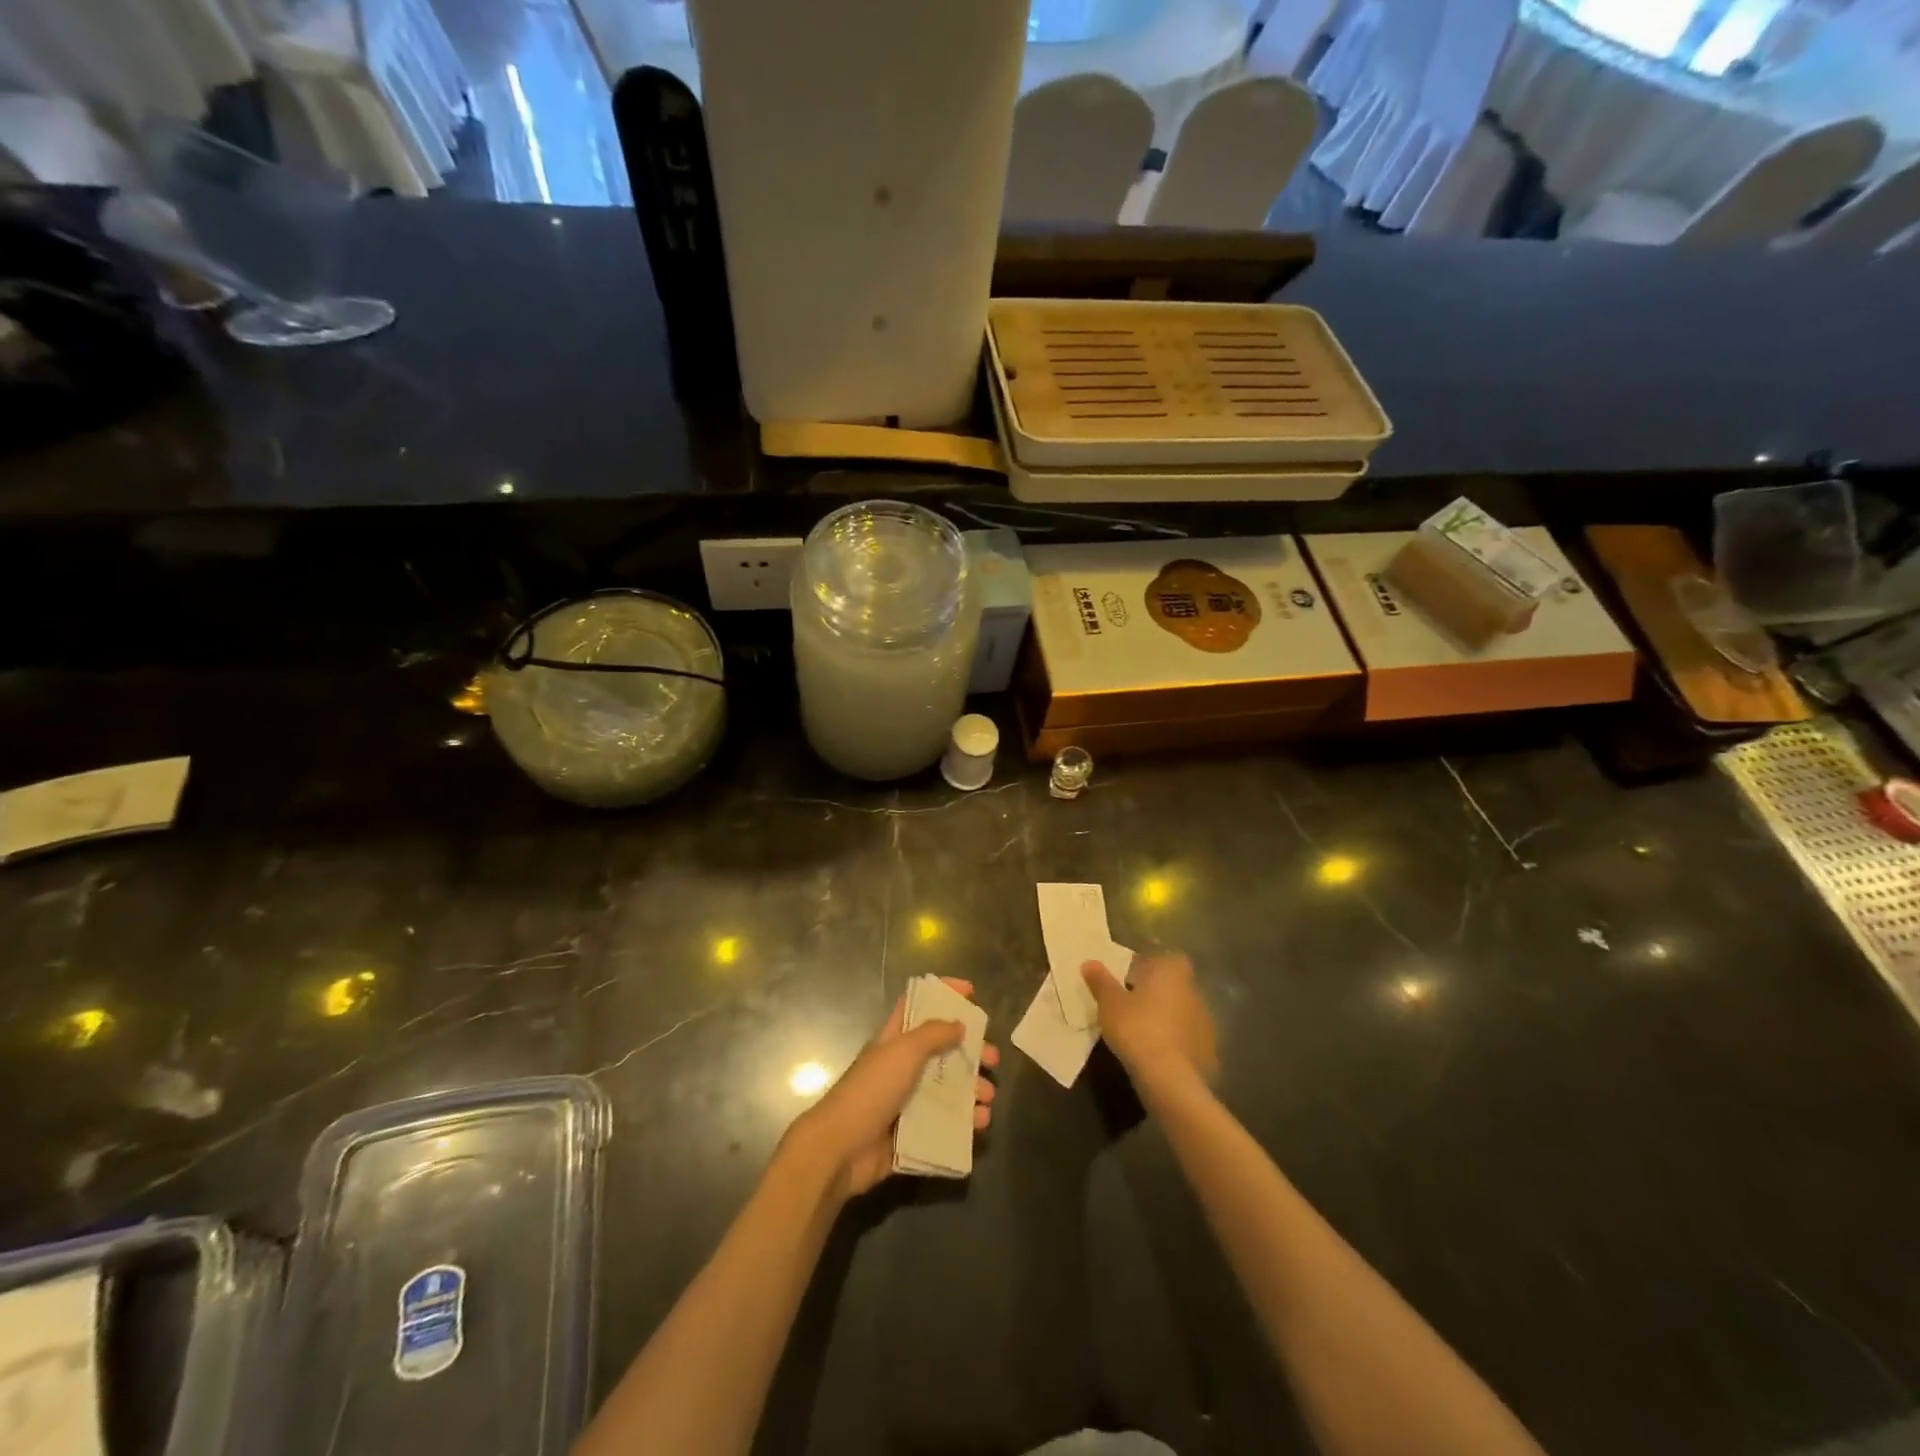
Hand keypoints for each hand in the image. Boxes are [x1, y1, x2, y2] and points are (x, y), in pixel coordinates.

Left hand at [786, 977, 998, 1200]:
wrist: (840, 1149)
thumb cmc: (871, 1090)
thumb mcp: (904, 1051)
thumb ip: (933, 1033)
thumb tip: (959, 1024)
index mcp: (895, 1040)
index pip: (918, 1005)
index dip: (942, 994)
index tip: (972, 992)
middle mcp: (903, 1067)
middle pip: (942, 1050)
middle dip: (971, 1050)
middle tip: (993, 1058)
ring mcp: (908, 1101)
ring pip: (949, 1088)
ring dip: (973, 1089)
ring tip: (988, 1097)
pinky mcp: (913, 1134)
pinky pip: (946, 1124)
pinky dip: (966, 1122)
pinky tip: (980, 1124)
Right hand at [1084, 952, 1217, 1089]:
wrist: (1170, 1078)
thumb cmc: (1137, 1028)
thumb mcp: (1109, 1003)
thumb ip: (1100, 981)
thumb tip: (1089, 962)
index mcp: (1172, 970)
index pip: (1155, 959)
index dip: (1139, 968)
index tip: (1122, 982)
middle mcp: (1193, 989)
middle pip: (1169, 985)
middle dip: (1151, 993)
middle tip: (1126, 1007)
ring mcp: (1205, 1020)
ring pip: (1178, 1011)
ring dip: (1163, 1018)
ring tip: (1139, 1033)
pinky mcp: (1208, 1049)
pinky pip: (1185, 1037)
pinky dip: (1172, 1041)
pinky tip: (1155, 1054)